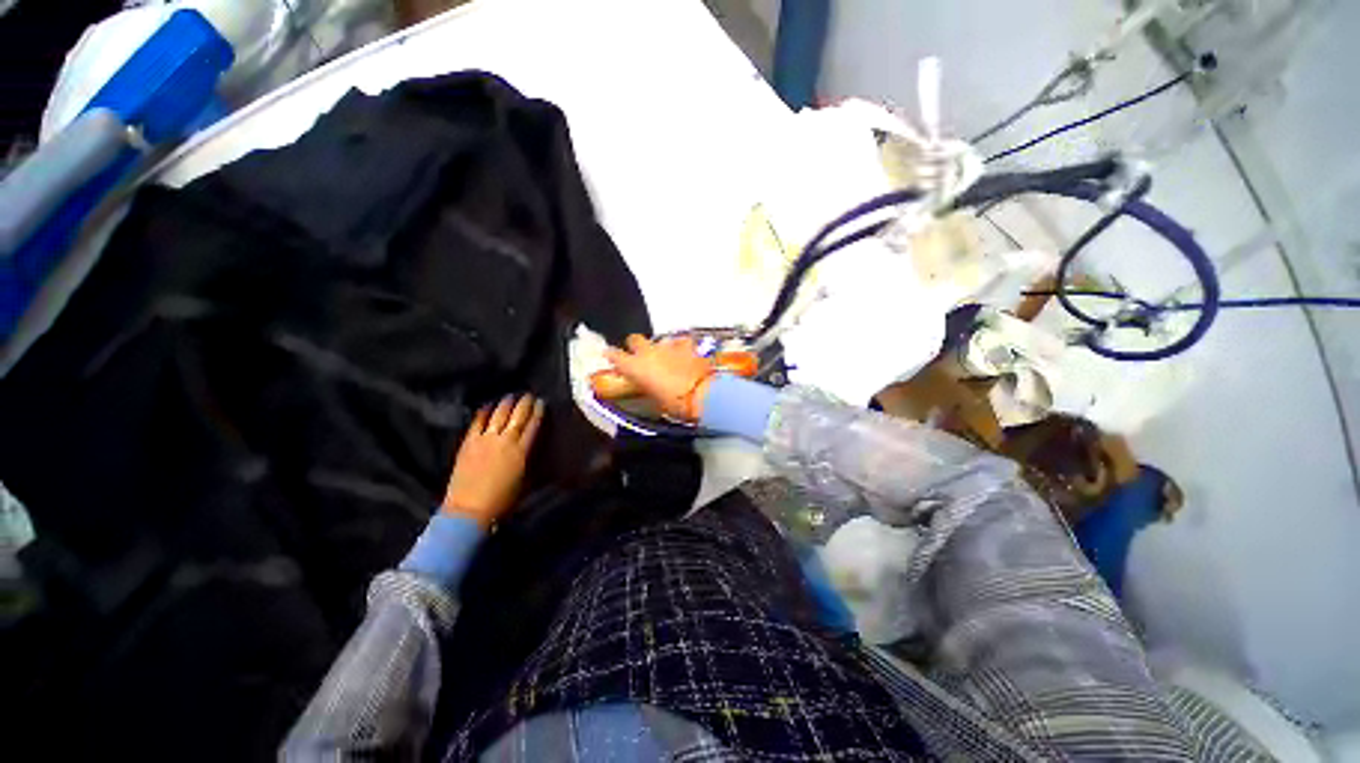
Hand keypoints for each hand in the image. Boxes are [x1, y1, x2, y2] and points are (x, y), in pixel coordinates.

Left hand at [443, 394, 544, 527]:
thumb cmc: (503, 501)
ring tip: (511, 396)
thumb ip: (530, 461)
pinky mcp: (469, 443)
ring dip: (506, 404)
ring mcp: (486, 440)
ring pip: (499, 415)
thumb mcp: (525, 481)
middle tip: (529, 395)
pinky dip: (483, 412)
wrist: (470, 510)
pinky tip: (487, 406)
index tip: (542, 403)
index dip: (538, 412)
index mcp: (522, 451)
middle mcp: (506, 441)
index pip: (533, 425)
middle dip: (525, 403)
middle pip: (518, 416)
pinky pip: (477, 422)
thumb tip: (533, 449)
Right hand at [604, 334, 716, 421]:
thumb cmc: (675, 404)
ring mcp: (668, 345)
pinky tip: (685, 355)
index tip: (611, 357)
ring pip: (658, 340)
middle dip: (636, 347)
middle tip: (641, 358)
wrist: (703, 394)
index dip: (612, 356)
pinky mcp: (687, 344)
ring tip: (667, 359)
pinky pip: (679, 342)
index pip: (614, 355)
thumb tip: (646, 385)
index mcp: (634, 367)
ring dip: (659, 349)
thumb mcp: (654, 400)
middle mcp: (648, 352)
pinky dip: (680, 348)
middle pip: (634, 339)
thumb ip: (646, 388)